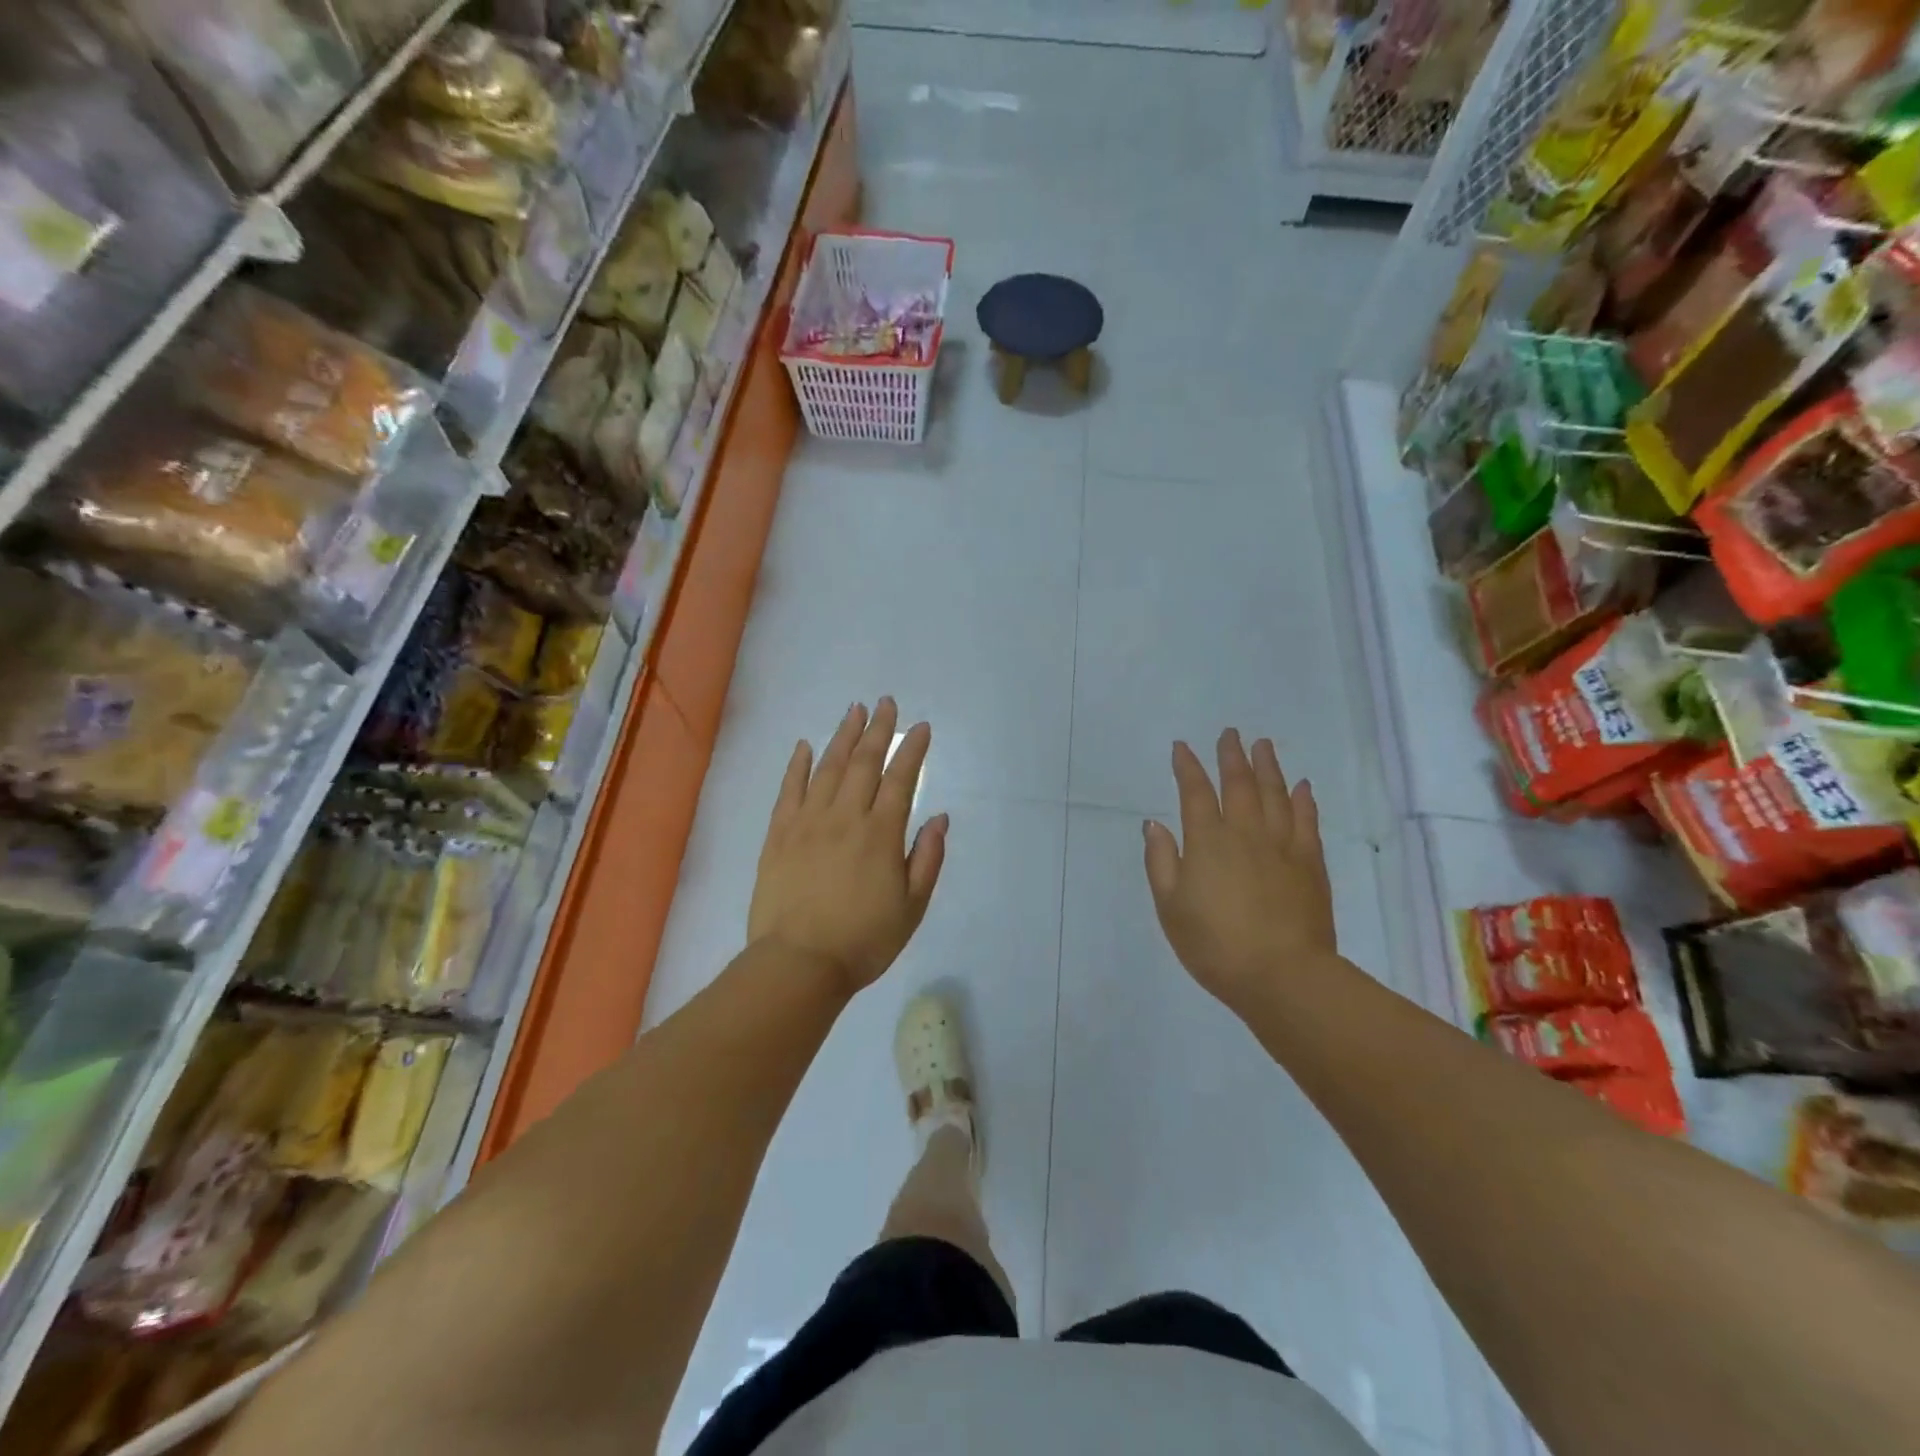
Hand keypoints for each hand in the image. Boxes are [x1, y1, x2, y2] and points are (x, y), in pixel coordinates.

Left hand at [748, 697, 947, 996]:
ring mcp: (807, 823)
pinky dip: (797, 765)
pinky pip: (788, 790)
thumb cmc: (864, 941)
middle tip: (886, 703)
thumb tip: (940, 817)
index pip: (900, 780)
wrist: (799, 965)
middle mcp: (845, 817)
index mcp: (881, 834)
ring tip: (853, 711)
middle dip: (878, 730)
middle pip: (863, 763)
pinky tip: (804, 745)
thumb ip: (927, 859)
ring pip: (827, 768)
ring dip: (842, 737)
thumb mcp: (912, 907)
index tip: (920, 727)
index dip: (911, 750)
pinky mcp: (778, 835)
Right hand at [1143, 730, 1336, 1015]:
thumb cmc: (1215, 945)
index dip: (1187, 767)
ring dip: (1268, 766)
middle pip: (1239, 784)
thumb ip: (1161, 862)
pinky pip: (1306, 821)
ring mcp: (1282, 846)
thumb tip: (1154, 823)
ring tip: (1263, 745)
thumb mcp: (1170, 908)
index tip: (1181, 747)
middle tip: (1230, 734)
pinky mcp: (1310, 863)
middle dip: (1231, 756)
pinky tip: (1302, 786)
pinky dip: (1303, 800)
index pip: (1194, 793)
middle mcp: (1245, 833)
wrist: (1283, 976)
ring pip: (1275, 794)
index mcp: (1207, 842)